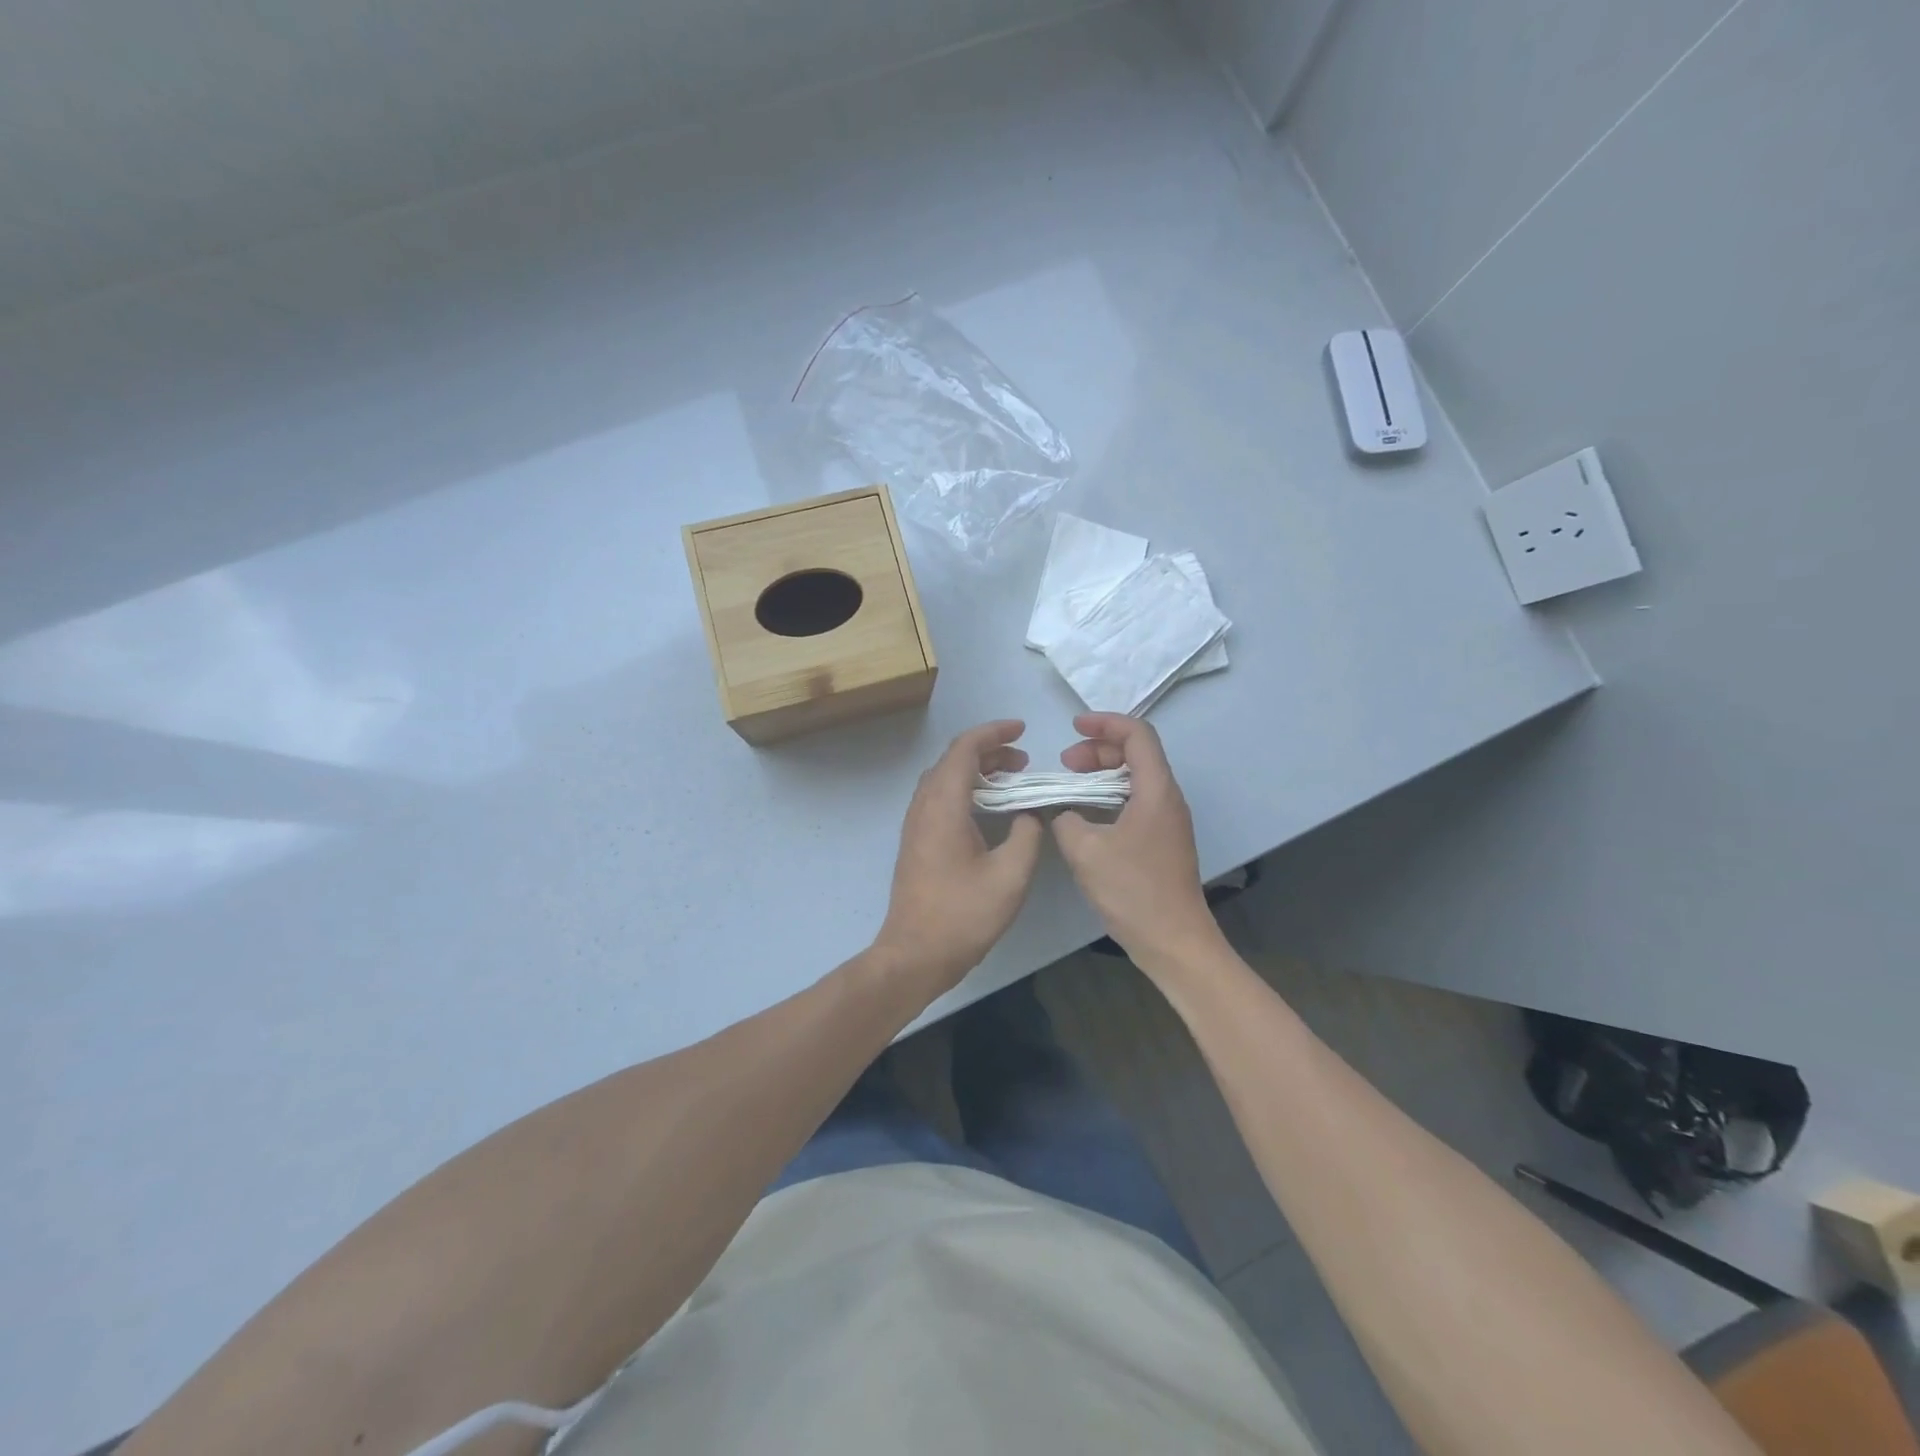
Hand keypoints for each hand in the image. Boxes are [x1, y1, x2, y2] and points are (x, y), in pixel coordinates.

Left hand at [873, 720, 1044, 994]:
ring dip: (976, 770)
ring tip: (1010, 779)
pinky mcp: (916, 840)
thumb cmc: (962, 916)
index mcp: (944, 806)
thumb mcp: (1010, 876)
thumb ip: (1027, 836)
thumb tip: (1029, 815)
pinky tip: (988, 808)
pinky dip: (965, 788)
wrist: (914, 954)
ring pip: (944, 778)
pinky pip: (939, 797)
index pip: (965, 750)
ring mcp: (915, 824)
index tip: (1022, 731)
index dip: (993, 733)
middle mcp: (924, 806)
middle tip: (1023, 760)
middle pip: (952, 760)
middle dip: (988, 751)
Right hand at [1051, 713, 1222, 975]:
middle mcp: (1167, 798)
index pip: (1138, 735)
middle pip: (1137, 754)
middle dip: (1099, 750)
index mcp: (1156, 790)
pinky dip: (1108, 797)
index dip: (1105, 723)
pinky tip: (1085, 815)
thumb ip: (1066, 819)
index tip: (1074, 728)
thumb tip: (1064, 812)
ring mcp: (1167, 821)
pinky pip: (1135, 802)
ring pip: (1135, 779)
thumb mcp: (1086, 850)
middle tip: (1066, 763)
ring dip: (1102, 774)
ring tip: (1070, 786)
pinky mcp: (1162, 841)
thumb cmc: (1133, 891)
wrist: (1173, 941)